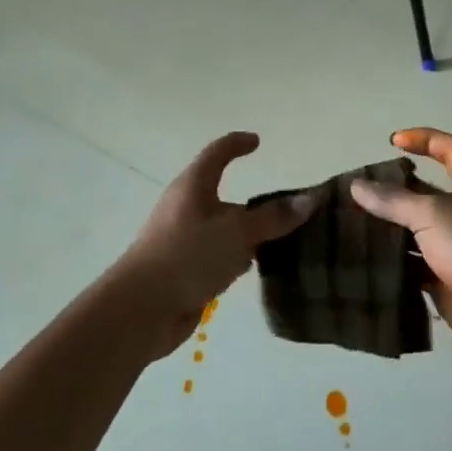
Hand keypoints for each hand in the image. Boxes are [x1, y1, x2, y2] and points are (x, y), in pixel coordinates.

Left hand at [109, 132, 309, 357]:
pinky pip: (218, 256)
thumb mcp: (237, 232)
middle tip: (289, 210)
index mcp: (193, 186)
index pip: (217, 153)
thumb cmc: (188, 256)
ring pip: (224, 230)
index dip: (237, 144)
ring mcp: (183, 240)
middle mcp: (187, 208)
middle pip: (224, 196)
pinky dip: (238, 258)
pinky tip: (258, 271)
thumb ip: (273, 218)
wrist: (141, 309)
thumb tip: (310, 199)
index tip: (257, 142)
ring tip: (286, 242)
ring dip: (249, 234)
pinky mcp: (184, 270)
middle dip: (255, 203)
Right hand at [349, 128, 451, 360]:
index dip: (424, 139)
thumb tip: (356, 186)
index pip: (451, 148)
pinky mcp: (448, 274)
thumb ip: (392, 199)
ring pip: (419, 227)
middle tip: (363, 188)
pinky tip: (368, 253)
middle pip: (429, 190)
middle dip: (397, 187)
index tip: (393, 142)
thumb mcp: (432, 214)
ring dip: (392, 224)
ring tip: (356, 219)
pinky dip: (395, 257)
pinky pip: (416, 259)